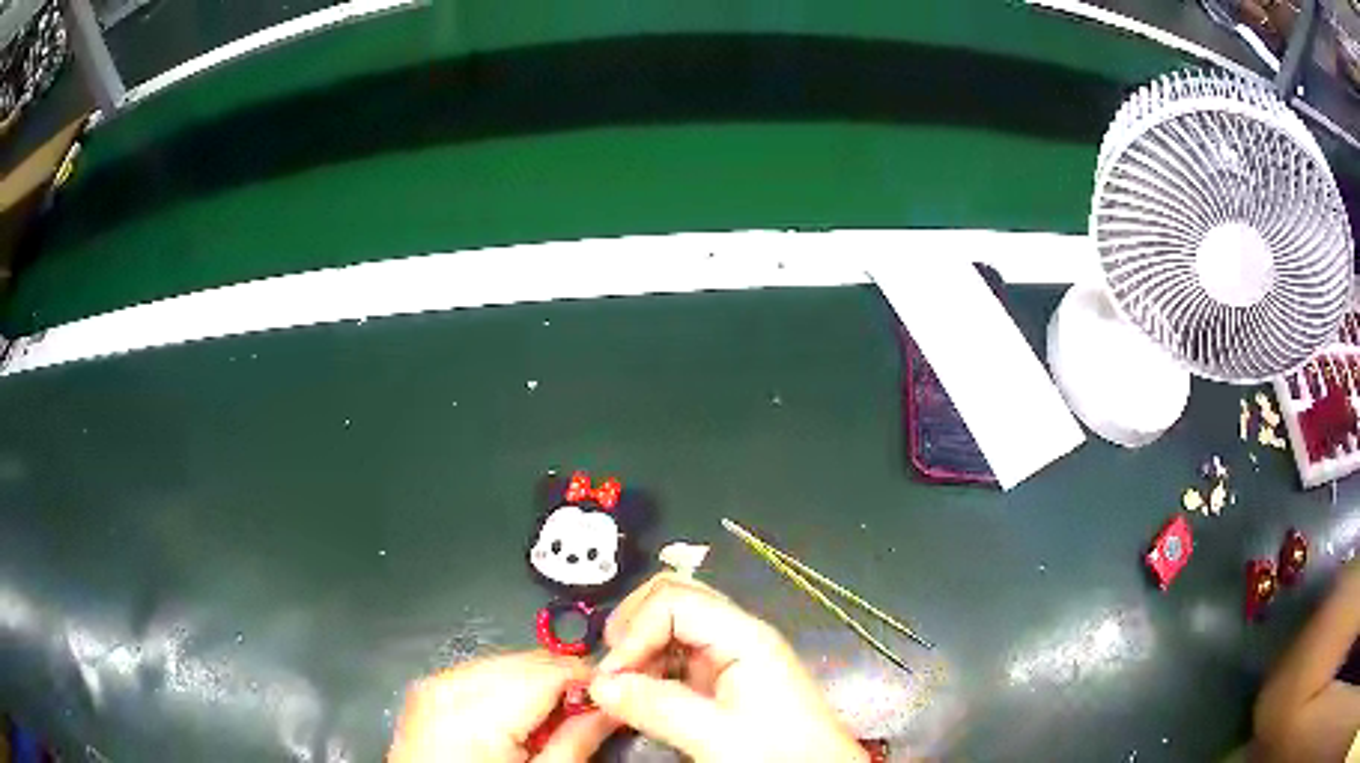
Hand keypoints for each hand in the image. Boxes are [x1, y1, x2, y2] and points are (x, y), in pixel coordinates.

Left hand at [389, 651, 615, 762]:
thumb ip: (577, 740)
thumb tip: (615, 707)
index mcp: (477, 711)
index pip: (550, 669)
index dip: (590, 679)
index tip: (617, 695)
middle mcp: (449, 684)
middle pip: (526, 661)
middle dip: (562, 681)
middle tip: (589, 711)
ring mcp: (433, 684)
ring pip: (504, 663)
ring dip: (535, 683)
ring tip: (551, 721)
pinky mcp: (426, 690)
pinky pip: (478, 673)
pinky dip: (505, 688)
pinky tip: (516, 718)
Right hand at [589, 574, 867, 761]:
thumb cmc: (779, 753)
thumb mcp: (717, 735)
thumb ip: (657, 707)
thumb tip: (600, 685)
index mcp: (744, 637)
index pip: (674, 601)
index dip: (635, 631)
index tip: (611, 674)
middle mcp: (736, 636)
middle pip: (673, 600)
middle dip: (633, 628)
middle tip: (612, 668)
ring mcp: (729, 656)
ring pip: (671, 628)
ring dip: (638, 650)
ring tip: (620, 686)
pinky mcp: (722, 679)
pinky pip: (676, 657)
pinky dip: (649, 669)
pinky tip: (639, 695)